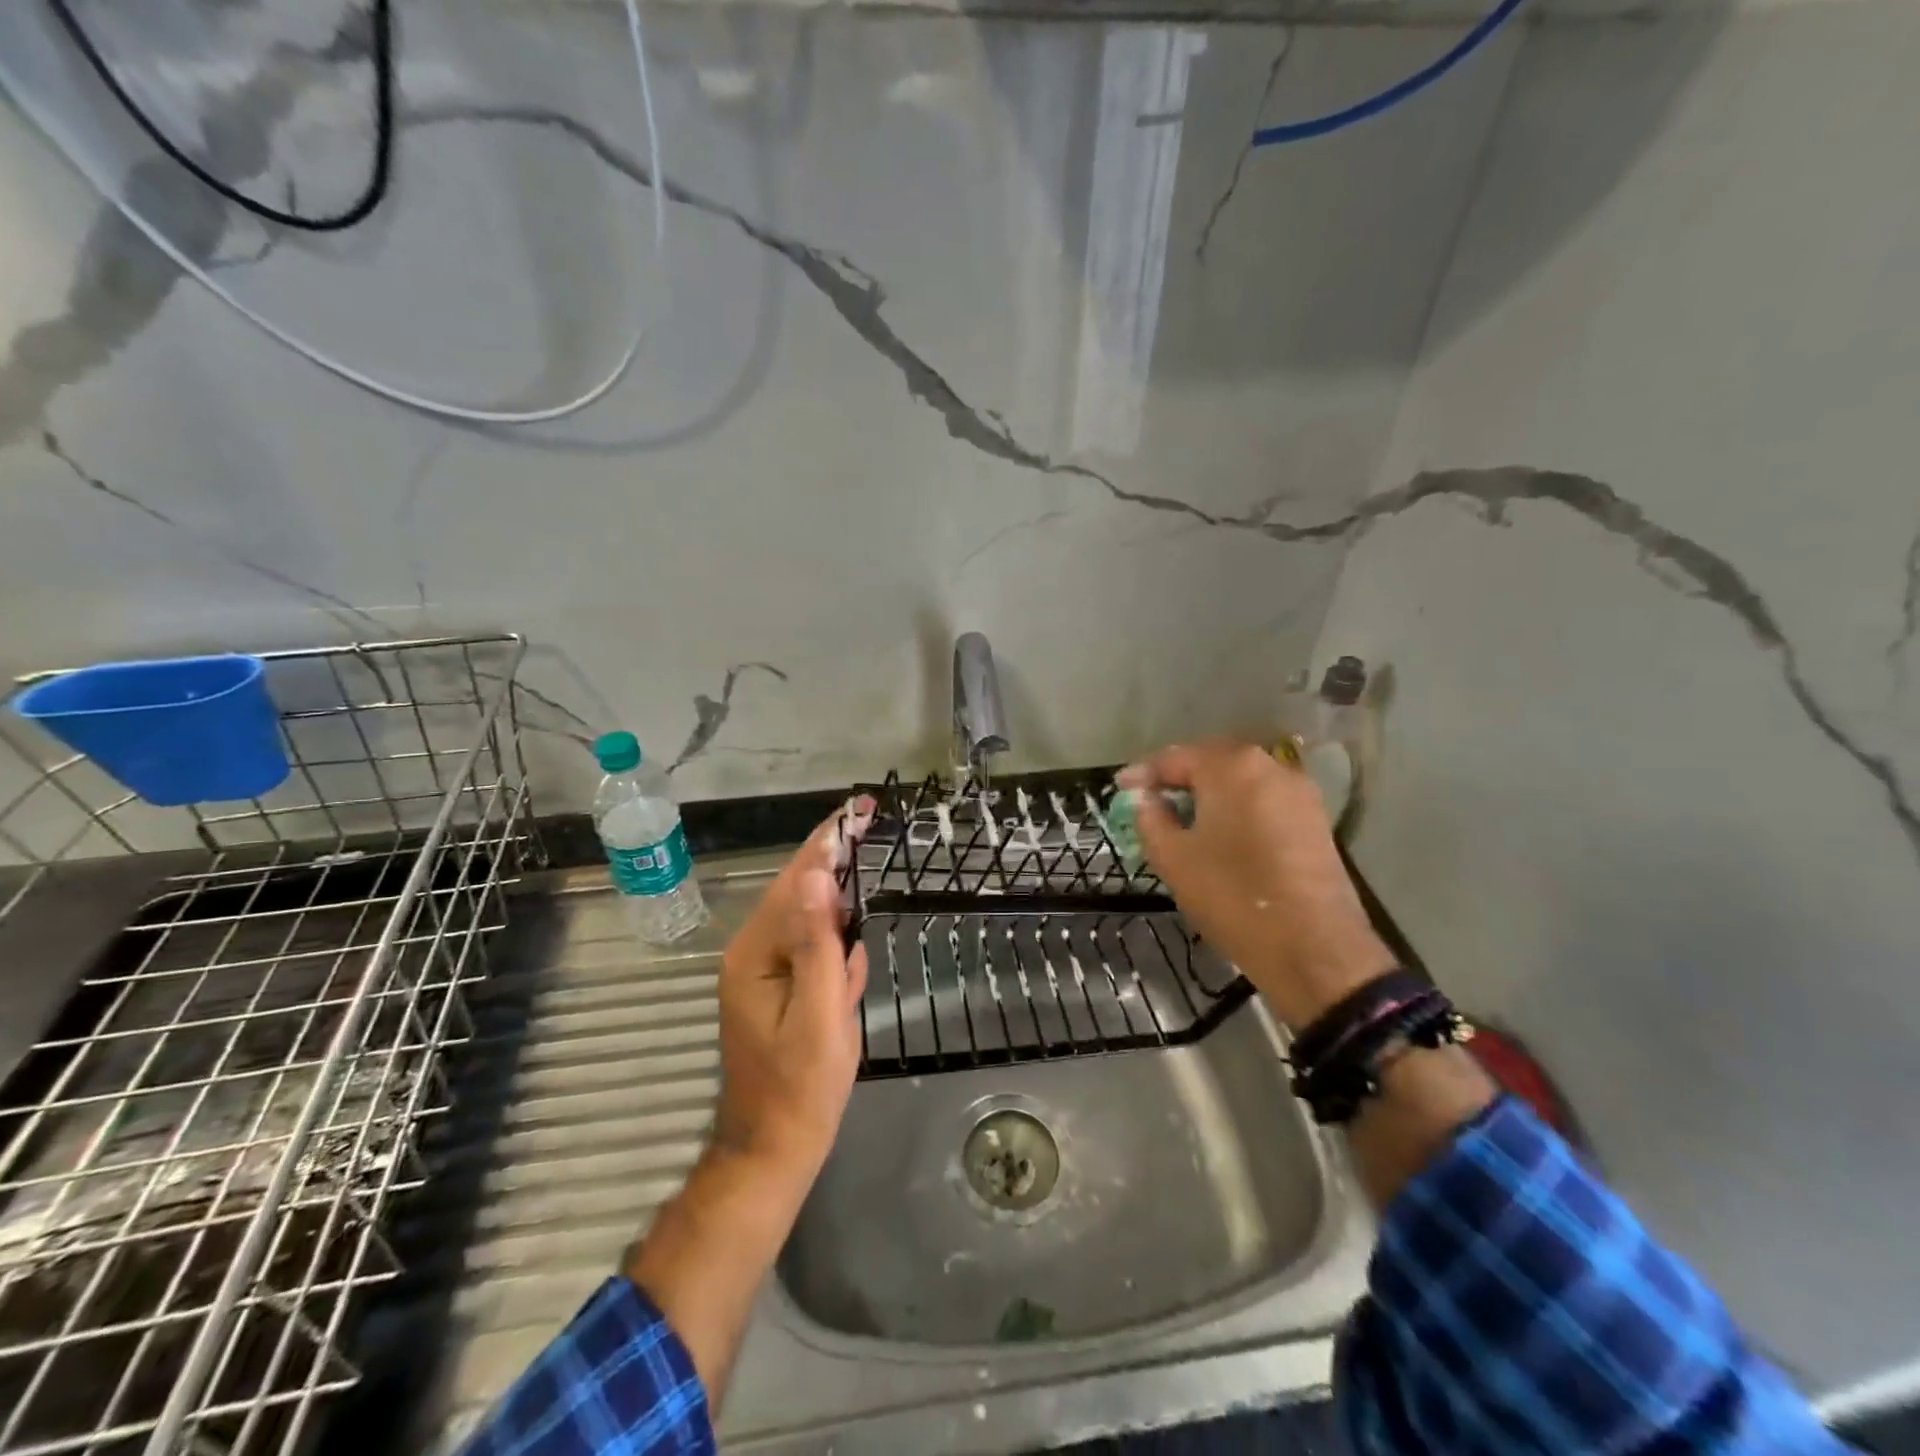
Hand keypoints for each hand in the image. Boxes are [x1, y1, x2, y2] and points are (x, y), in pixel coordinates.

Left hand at [711, 797, 874, 1193]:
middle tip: (867, 822)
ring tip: (863, 861)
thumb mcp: (817, 1014)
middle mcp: (754, 953)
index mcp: (756, 953)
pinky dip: (836, 942)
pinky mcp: (782, 990)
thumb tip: (816, 875)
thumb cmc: (800, 1088)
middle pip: (798, 891)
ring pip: (809, 920)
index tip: (858, 808)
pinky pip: (813, 951)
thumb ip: (817, 943)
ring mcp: (766, 972)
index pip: (795, 881)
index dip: (828, 842)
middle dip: (834, 857)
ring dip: (837, 897)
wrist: (774, 1152)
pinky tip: (851, 944)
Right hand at [1120, 740, 1393, 1029]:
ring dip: (1209, 793)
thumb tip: (1144, 798)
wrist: (1313, 948)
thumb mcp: (1173, 858)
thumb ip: (1150, 818)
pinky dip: (1237, 808)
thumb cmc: (1232, 896)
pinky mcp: (1314, 820)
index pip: (1175, 758)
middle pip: (1212, 762)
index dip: (1144, 773)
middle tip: (1150, 798)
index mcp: (1231, 767)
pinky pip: (1263, 801)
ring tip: (1183, 816)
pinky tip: (1221, 832)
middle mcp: (1269, 766)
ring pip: (1241, 781)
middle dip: (1179, 777)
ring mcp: (1299, 793)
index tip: (1121, 788)